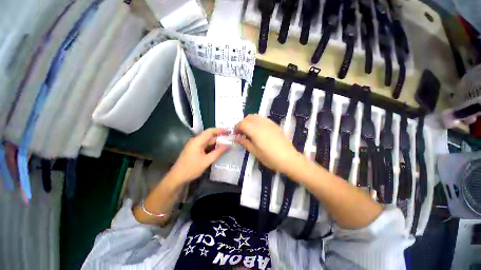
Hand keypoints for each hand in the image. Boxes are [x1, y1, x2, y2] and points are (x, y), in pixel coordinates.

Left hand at [170, 128, 229, 183]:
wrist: (177, 177)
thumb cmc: (191, 168)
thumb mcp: (206, 161)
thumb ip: (218, 152)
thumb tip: (228, 146)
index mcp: (197, 141)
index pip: (210, 131)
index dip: (220, 130)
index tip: (228, 131)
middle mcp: (196, 141)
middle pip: (209, 136)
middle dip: (219, 137)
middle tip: (230, 139)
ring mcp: (194, 146)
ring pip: (208, 141)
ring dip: (216, 142)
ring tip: (226, 144)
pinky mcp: (194, 150)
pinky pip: (205, 146)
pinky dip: (212, 147)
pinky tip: (218, 150)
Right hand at [234, 114, 304, 175]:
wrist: (288, 158)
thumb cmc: (270, 157)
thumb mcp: (255, 152)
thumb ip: (245, 142)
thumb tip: (237, 137)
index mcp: (255, 130)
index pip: (242, 123)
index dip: (237, 127)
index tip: (236, 134)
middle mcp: (261, 123)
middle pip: (248, 118)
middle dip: (242, 123)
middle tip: (242, 132)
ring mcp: (269, 123)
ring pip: (256, 116)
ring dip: (250, 121)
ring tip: (249, 131)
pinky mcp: (274, 124)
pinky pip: (263, 119)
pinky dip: (257, 121)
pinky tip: (259, 130)